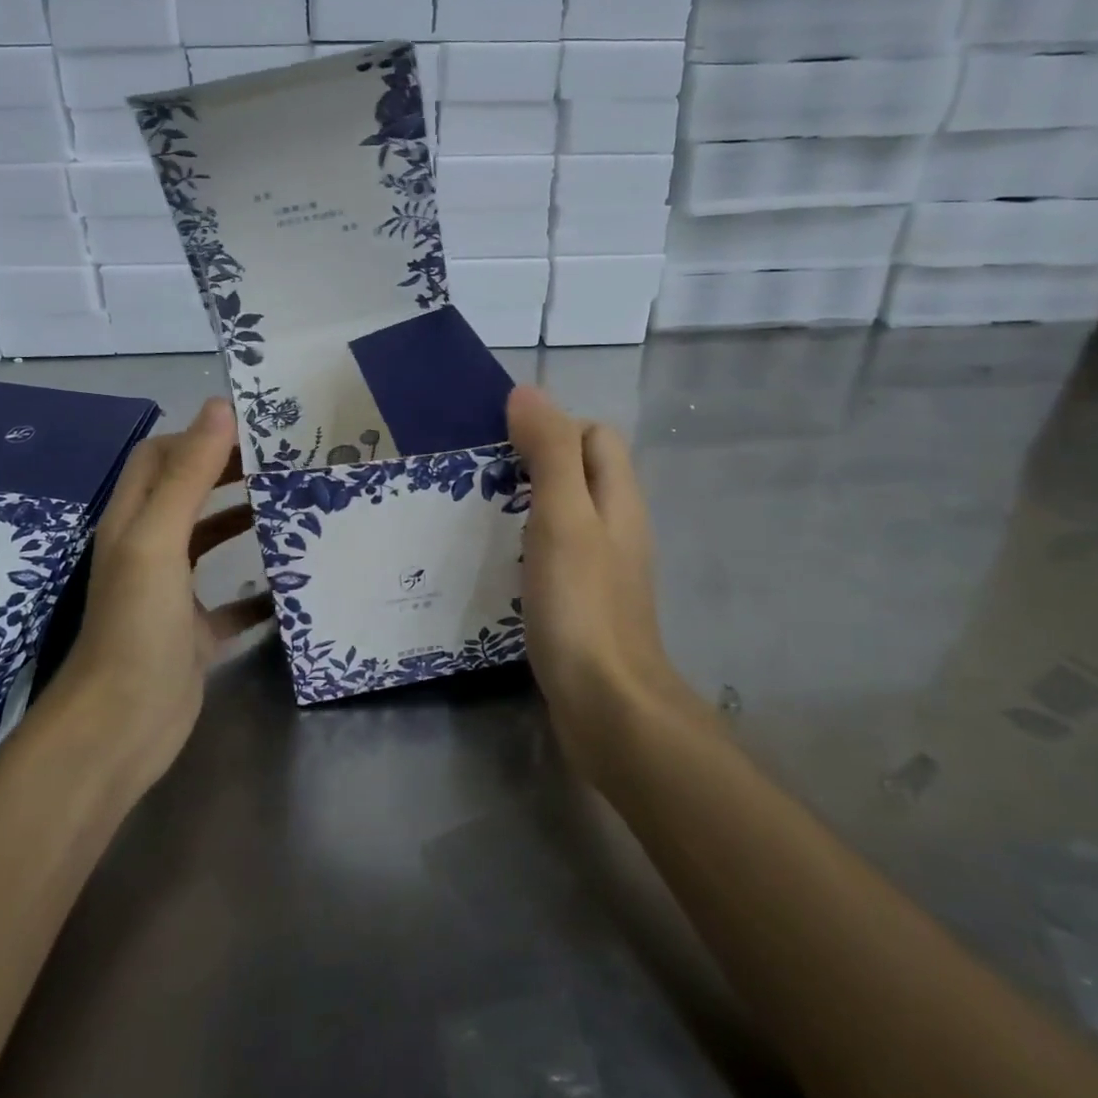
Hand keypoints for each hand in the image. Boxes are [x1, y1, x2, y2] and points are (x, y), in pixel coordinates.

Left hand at [46, 398, 269, 783]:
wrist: (122, 727)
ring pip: (210, 543)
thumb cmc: (137, 624)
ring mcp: (171, 594)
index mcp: (134, 521)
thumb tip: (220, 407)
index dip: (198, 437)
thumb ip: (188, 475)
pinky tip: (291, 585)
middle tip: (283, 463)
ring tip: (292, 508)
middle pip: (188, 494)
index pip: (161, 457)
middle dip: (229, 473)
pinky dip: (258, 590)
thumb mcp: (159, 540)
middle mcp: (149, 550)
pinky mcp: (195, 633)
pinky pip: (232, 603)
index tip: (253, 431)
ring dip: (244, 522)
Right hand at [506, 386, 693, 781]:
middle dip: (534, 462)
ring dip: (527, 503)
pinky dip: (528, 543)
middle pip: (581, 471)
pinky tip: (497, 562)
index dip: (554, 427)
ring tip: (479, 515)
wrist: (608, 705)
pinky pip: (556, 552)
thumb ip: (549, 453)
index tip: (504, 445)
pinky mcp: (585, 601)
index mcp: (618, 498)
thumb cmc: (582, 604)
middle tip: (482, 480)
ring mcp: (603, 567)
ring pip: (567, 512)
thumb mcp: (562, 517)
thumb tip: (528, 392)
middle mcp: (617, 526)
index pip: (595, 435)